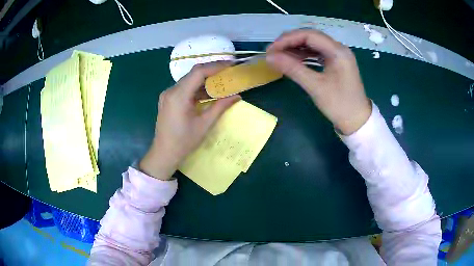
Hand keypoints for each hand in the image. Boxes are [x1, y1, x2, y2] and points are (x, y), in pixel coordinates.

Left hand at [139, 62, 240, 179]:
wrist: (164, 153)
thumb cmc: (184, 142)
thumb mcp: (204, 124)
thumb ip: (220, 107)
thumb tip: (237, 96)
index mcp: (178, 96)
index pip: (198, 72)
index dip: (216, 66)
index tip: (230, 65)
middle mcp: (171, 90)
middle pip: (193, 74)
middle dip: (212, 71)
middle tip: (229, 72)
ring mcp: (168, 94)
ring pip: (189, 80)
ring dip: (205, 80)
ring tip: (222, 81)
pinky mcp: (168, 99)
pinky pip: (184, 88)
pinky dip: (197, 88)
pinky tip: (209, 92)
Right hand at [266, 29, 371, 134]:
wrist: (357, 121)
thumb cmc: (339, 105)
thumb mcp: (315, 87)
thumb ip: (292, 69)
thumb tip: (269, 57)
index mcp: (338, 51)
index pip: (309, 35)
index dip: (287, 39)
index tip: (271, 50)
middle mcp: (339, 48)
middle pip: (310, 37)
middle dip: (290, 42)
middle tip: (273, 52)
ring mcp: (338, 55)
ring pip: (313, 44)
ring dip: (296, 48)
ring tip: (280, 56)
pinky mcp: (336, 62)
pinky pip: (317, 53)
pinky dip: (304, 55)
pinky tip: (293, 60)